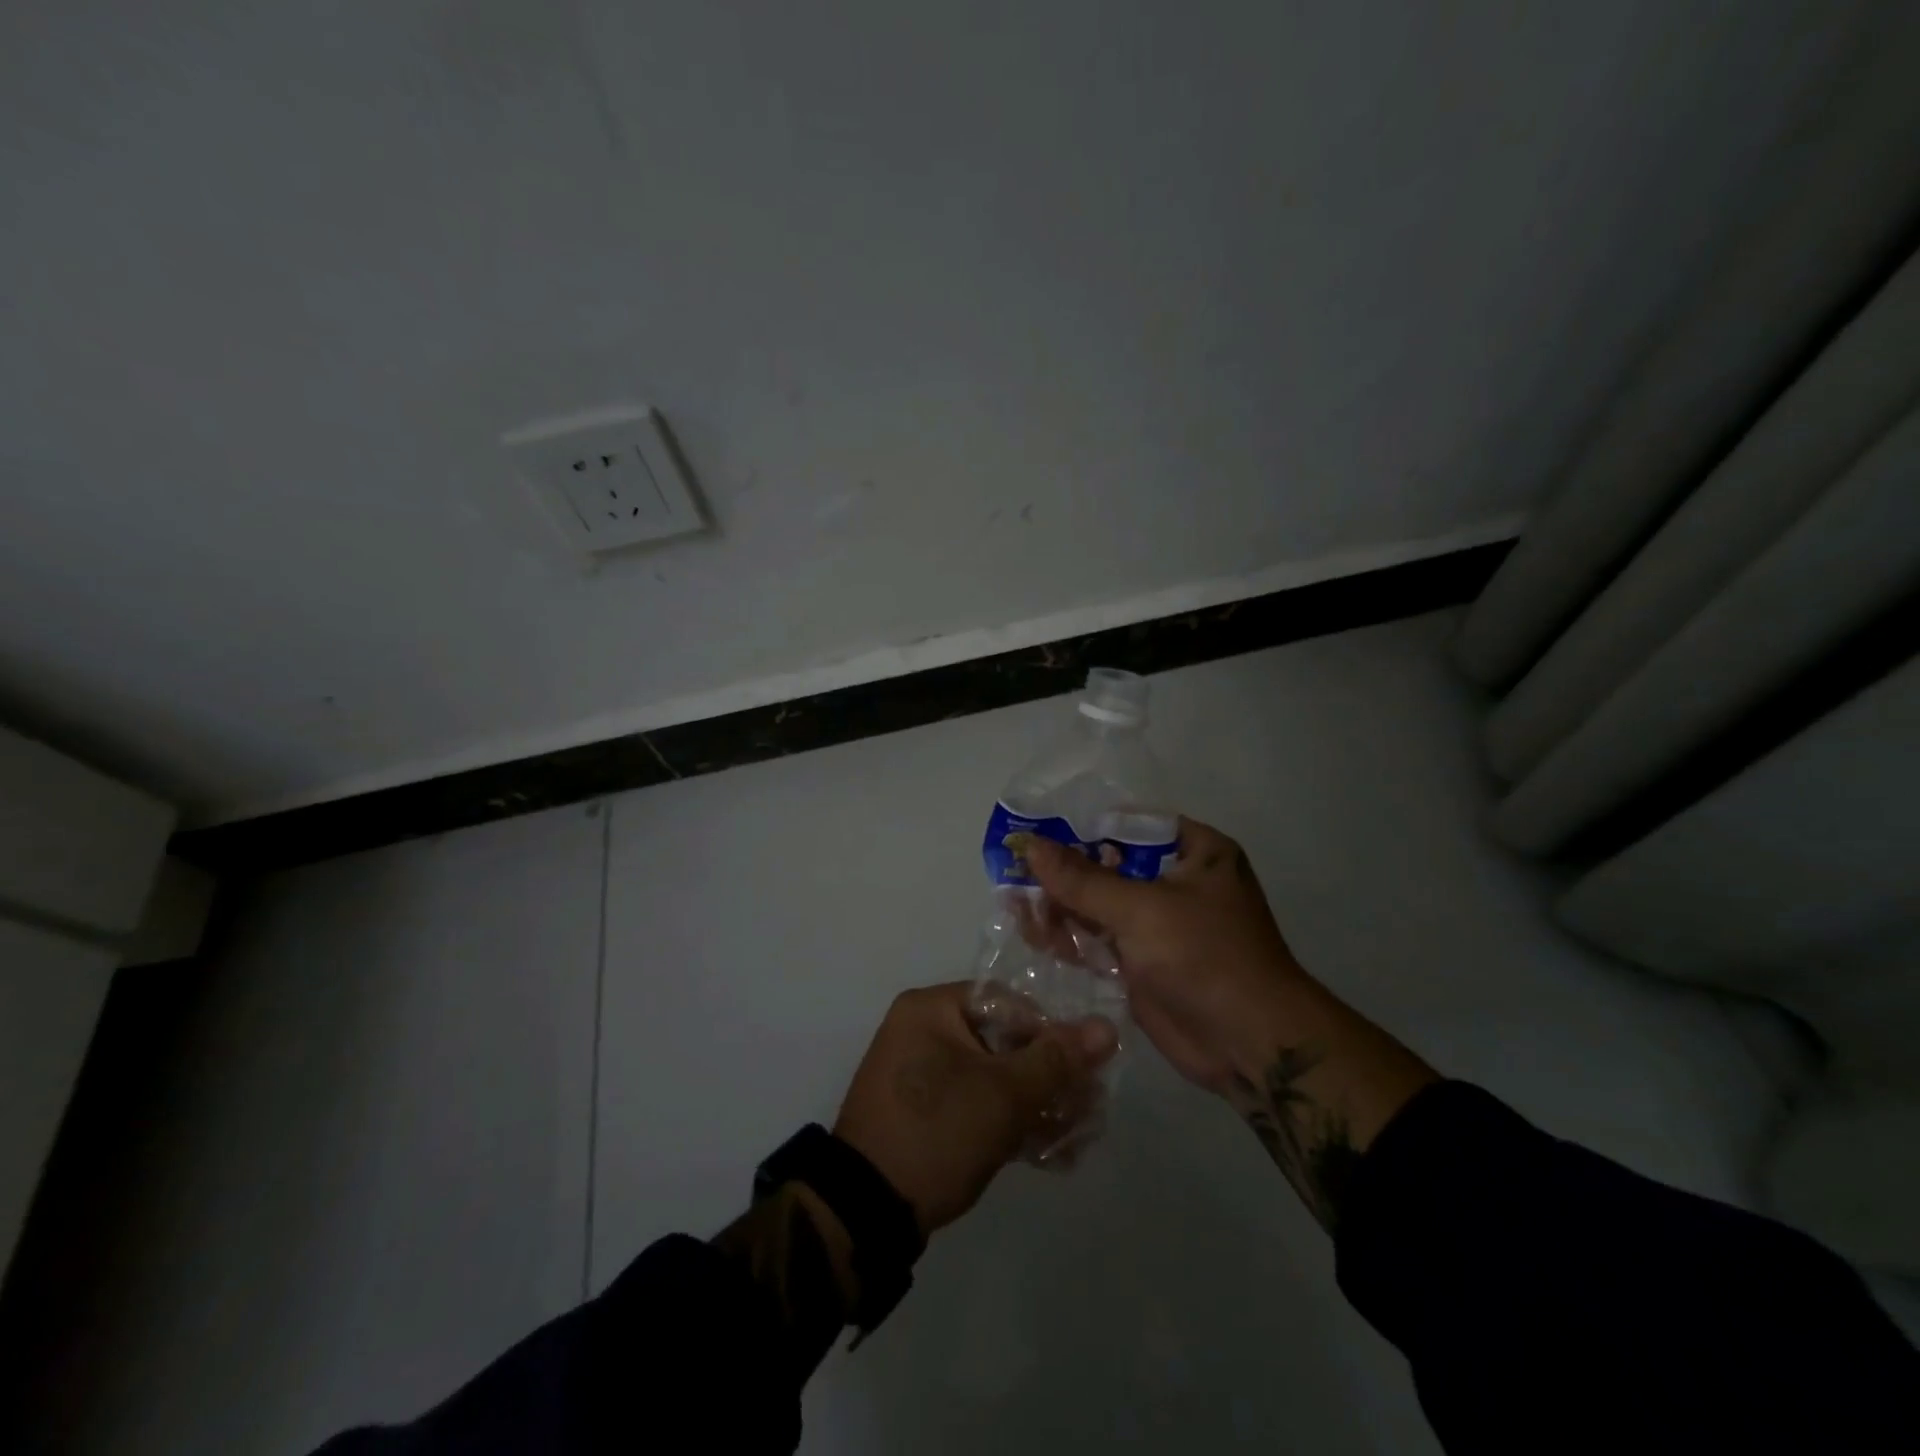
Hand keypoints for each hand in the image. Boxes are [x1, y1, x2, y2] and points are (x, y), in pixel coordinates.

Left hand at [833, 982, 1116, 1235]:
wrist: (865, 1213)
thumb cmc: (936, 1132)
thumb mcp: (1003, 1096)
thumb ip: (1055, 1061)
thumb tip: (1106, 1027)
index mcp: (932, 1009)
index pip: (1009, 1003)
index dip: (1052, 1033)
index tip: (1084, 1071)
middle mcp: (923, 1030)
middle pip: (1004, 1041)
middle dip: (1050, 1078)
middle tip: (1088, 1110)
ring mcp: (921, 1074)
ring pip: (994, 1077)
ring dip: (1036, 1105)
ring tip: (1075, 1138)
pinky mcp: (924, 1113)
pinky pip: (976, 1103)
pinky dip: (1009, 1123)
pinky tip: (1049, 1154)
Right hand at [1024, 819, 1306, 1096]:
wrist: (1249, 1044)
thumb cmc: (1205, 957)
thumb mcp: (1141, 910)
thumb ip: (1082, 879)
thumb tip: (1030, 845)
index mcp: (1195, 852)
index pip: (1127, 826)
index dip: (1081, 829)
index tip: (1035, 836)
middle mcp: (1177, 881)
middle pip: (1107, 866)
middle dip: (1064, 875)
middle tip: (1018, 880)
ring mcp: (1159, 924)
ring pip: (1099, 905)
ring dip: (1062, 908)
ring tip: (1021, 912)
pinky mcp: (1144, 961)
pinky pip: (1100, 939)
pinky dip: (1071, 938)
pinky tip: (1037, 936)